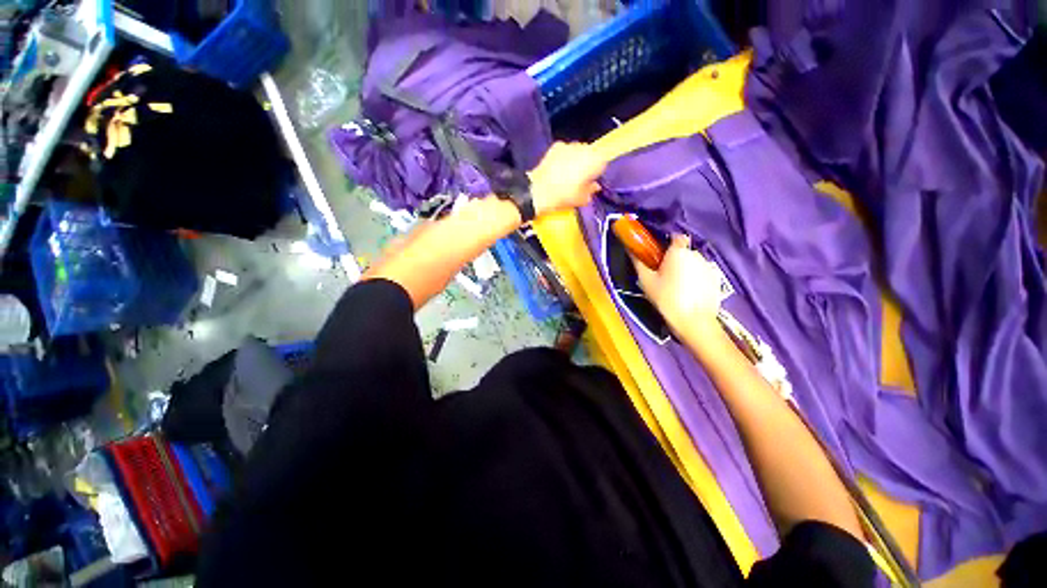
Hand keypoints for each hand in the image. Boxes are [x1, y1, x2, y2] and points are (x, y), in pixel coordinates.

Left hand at [528, 142, 606, 216]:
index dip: (597, 172)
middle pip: (591, 154)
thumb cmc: (564, 196)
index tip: (591, 180)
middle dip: (587, 163)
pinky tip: (558, 167)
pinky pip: (565, 149)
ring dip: (576, 158)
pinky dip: (564, 156)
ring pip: (578, 150)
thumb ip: (591, 190)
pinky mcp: (556, 145)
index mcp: (594, 161)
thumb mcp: (581, 199)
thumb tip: (595, 186)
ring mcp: (569, 145)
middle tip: (580, 178)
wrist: (539, 191)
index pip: (603, 162)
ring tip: (568, 173)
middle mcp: (584, 149)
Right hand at [631, 235, 722, 334]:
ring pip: (693, 263)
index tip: (660, 254)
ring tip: (676, 287)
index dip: (668, 243)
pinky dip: (696, 279)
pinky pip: (702, 274)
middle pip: (683, 252)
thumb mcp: (646, 281)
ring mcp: (709, 267)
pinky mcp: (716, 279)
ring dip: (686, 270)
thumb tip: (631, 250)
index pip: (676, 237)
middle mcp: (696, 255)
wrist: (694, 321)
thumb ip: (639, 262)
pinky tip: (688, 293)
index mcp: (678, 252)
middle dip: (675, 260)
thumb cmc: (667, 299)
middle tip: (664, 275)